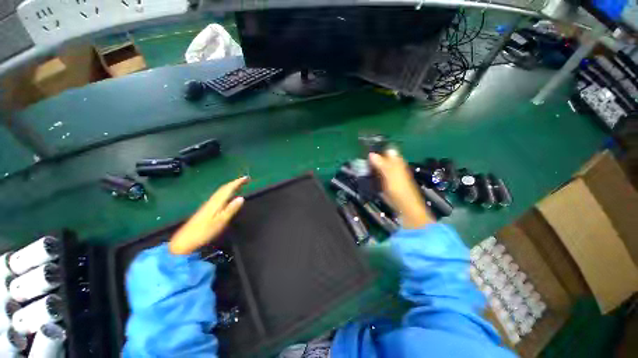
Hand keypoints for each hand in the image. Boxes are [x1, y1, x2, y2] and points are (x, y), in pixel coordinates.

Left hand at [169, 176, 248, 254]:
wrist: (184, 240)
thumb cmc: (204, 232)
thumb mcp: (220, 221)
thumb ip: (231, 209)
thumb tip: (242, 198)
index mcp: (216, 202)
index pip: (228, 188)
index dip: (237, 182)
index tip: (246, 178)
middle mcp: (212, 201)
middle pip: (224, 188)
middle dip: (235, 183)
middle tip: (245, 180)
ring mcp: (208, 204)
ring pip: (221, 191)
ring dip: (230, 186)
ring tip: (239, 185)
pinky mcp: (206, 209)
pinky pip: (219, 196)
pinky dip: (226, 192)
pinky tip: (227, 196)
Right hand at [369, 149, 433, 228]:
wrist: (404, 205)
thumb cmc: (399, 188)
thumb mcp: (389, 174)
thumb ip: (381, 163)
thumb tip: (371, 153)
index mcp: (396, 162)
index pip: (387, 150)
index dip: (379, 148)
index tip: (367, 148)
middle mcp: (393, 166)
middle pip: (382, 158)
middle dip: (373, 157)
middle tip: (361, 158)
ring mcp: (390, 175)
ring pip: (379, 167)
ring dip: (372, 166)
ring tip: (360, 165)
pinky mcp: (386, 183)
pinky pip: (378, 175)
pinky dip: (372, 174)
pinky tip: (365, 175)